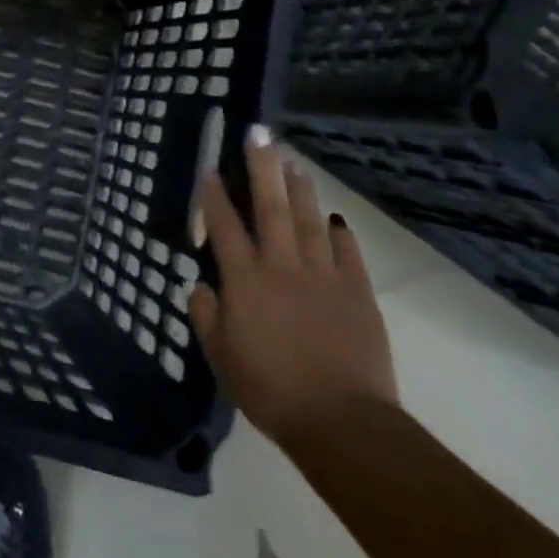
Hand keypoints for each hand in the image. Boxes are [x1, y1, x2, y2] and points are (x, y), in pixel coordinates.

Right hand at [189, 128, 396, 448]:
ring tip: (293, 163)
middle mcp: (281, 266)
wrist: (342, 423)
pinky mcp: (357, 294)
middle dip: (261, 167)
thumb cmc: (270, 390)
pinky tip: (335, 219)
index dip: (214, 195)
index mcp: (244, 280)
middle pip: (269, 207)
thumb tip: (201, 286)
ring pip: (309, 221)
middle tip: (258, 134)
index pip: (224, 226)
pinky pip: (348, 254)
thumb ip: (206, 316)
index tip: (210, 168)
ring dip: (299, 190)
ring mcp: (323, 277)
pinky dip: (340, 234)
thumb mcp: (221, 357)